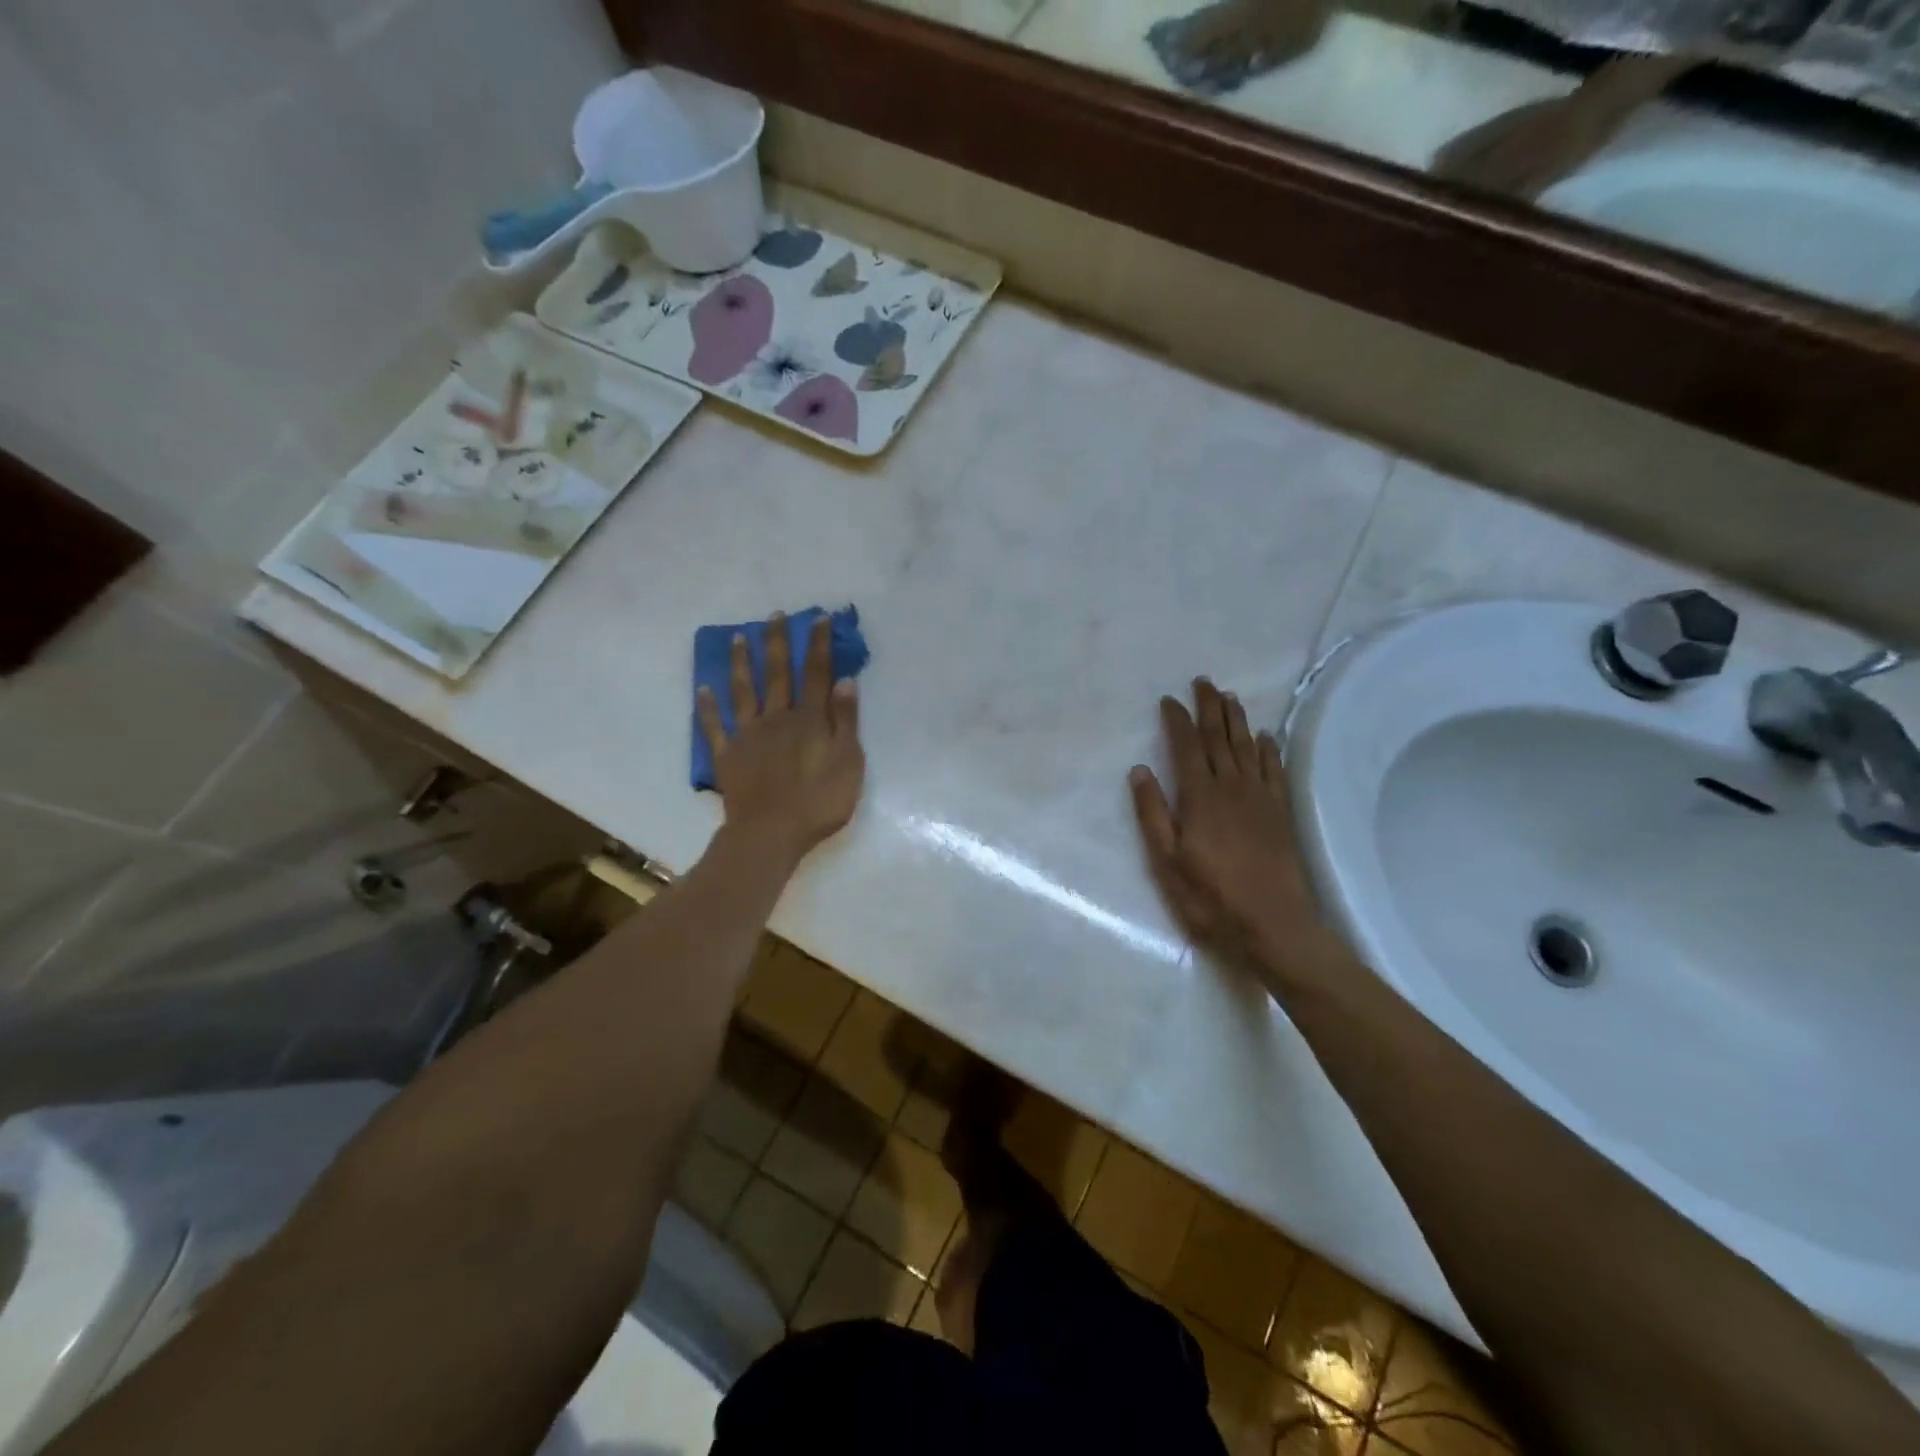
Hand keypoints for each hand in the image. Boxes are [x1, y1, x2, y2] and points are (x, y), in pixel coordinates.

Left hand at [697, 613, 865, 863]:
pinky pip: (715, 725)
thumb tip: (845, 681)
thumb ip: (846, 721)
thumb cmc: (818, 802)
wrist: (770, 834)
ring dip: (743, 663)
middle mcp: (776, 717)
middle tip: (775, 615)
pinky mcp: (727, 754)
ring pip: (744, 690)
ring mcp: (748, 734)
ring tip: (739, 637)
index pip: (816, 673)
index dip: (818, 645)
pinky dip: (708, 706)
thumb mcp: (848, 762)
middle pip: (778, 673)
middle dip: (778, 642)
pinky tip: (703, 688)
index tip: (819, 618)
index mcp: (809, 719)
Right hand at [1130, 679, 1340, 988]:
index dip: (1177, 721)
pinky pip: (1274, 770)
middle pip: (1219, 739)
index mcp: (1200, 798)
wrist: (1274, 926)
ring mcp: (1260, 799)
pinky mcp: (1280, 813)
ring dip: (1237, 720)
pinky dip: (1268, 749)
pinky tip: (1264, 737)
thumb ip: (1152, 814)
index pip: (1187, 748)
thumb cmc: (1211, 898)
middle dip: (1209, 708)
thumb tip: (1140, 770)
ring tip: (1229, 698)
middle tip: (1203, 682)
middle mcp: (1232, 788)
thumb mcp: (1167, 862)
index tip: (1169, 700)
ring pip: (1247, 748)